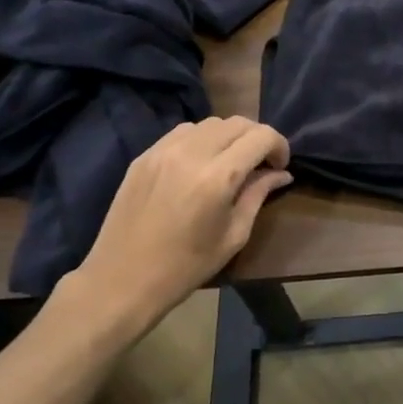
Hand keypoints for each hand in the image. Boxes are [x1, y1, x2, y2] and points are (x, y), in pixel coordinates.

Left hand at [53, 117, 291, 342]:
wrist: (121, 281)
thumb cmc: (186, 267)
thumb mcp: (234, 235)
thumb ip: (258, 195)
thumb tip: (281, 173)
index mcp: (218, 177)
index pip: (261, 136)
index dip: (279, 146)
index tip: (279, 166)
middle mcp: (191, 153)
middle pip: (238, 122)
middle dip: (257, 137)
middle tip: (260, 163)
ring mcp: (163, 151)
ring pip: (210, 122)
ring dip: (229, 136)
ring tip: (230, 161)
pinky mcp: (144, 156)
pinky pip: (183, 132)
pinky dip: (202, 139)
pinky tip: (200, 163)